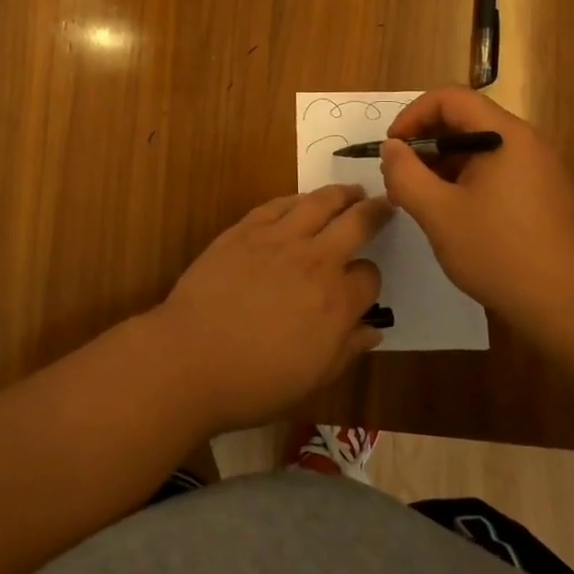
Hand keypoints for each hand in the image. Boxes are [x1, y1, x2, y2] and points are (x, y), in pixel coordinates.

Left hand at [150, 185, 390, 434]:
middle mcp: (315, 260)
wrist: (190, 358)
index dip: (369, 281)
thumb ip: (347, 350)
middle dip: (375, 212)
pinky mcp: (246, 229)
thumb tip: (373, 330)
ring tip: (351, 191)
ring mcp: (279, 239)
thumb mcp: (312, 379)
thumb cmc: (254, 382)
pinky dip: (297, 199)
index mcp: (337, 302)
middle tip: (384, 204)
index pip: (370, 276)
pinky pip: (279, 204)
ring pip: (320, 202)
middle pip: (356, 223)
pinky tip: (302, 200)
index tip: (361, 286)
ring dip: (341, 194)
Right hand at [377, 87, 573, 326]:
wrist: (570, 306)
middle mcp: (525, 142)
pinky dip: (464, 180)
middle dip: (425, 142)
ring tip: (419, 200)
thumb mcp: (438, 213)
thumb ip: (406, 174)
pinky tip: (450, 215)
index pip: (450, 98)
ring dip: (442, 164)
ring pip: (478, 148)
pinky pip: (495, 170)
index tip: (393, 148)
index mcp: (504, 135)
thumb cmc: (499, 252)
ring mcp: (537, 169)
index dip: (413, 115)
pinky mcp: (541, 194)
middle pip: (465, 119)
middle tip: (400, 177)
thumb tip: (392, 148)